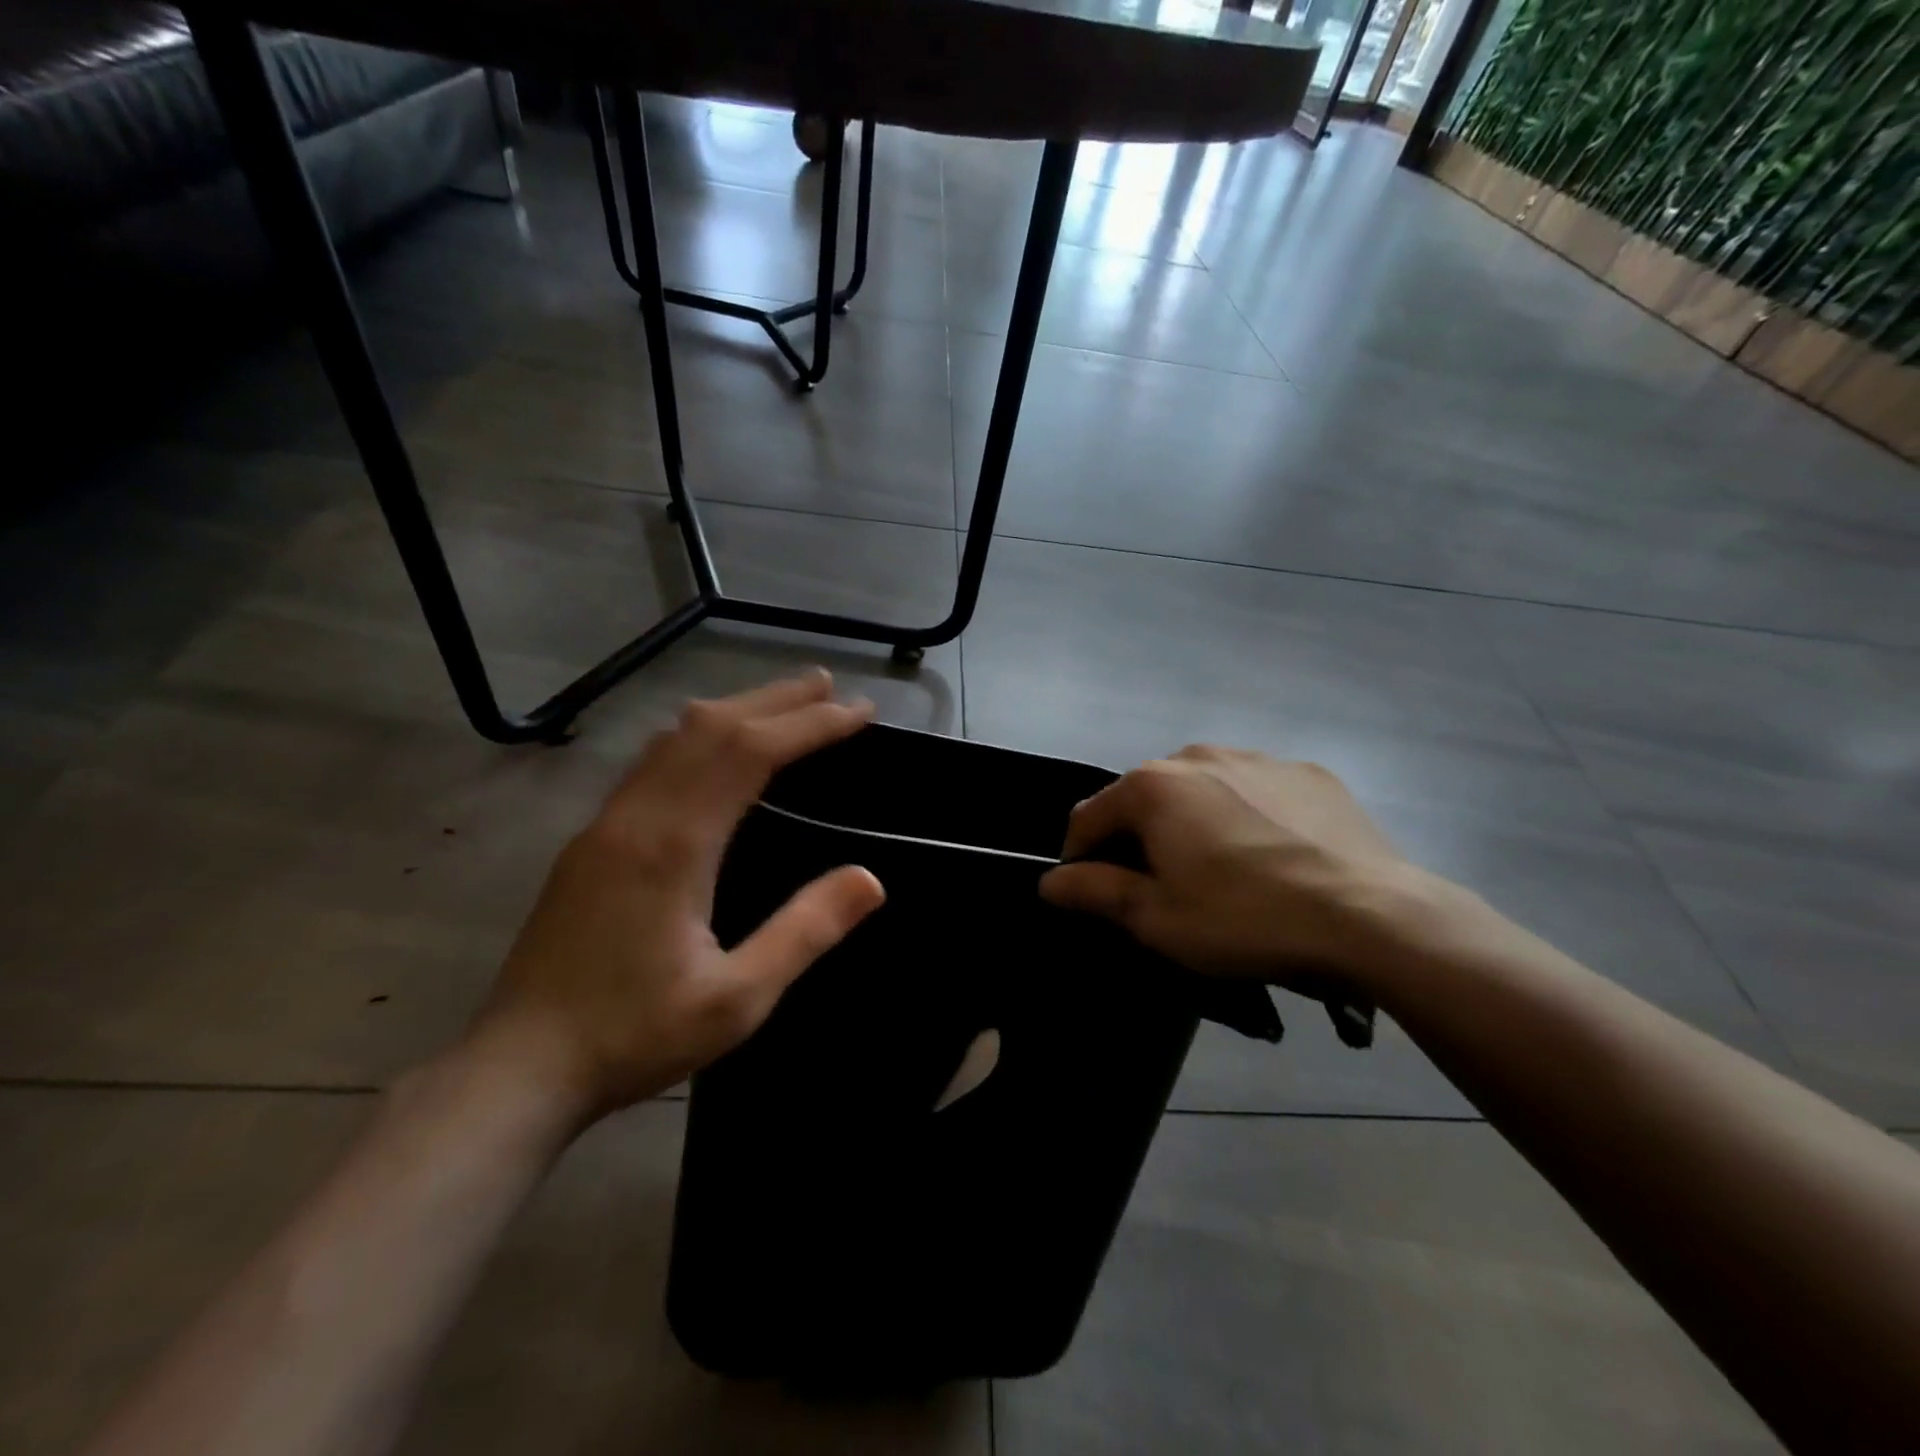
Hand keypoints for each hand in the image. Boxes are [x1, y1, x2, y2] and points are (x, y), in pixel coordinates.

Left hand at [466, 672, 885, 1124]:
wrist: (519, 1069)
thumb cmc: (634, 1035)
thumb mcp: (737, 999)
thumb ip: (805, 932)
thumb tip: (870, 879)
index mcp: (674, 845)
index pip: (750, 752)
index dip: (809, 724)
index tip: (856, 711)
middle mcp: (637, 816)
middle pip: (711, 728)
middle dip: (775, 699)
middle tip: (828, 685)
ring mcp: (606, 823)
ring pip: (675, 738)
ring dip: (734, 710)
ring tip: (782, 702)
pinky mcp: (591, 840)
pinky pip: (652, 761)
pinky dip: (698, 735)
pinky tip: (712, 749)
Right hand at [1039, 746, 1436, 989]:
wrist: (1372, 915)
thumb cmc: (1246, 918)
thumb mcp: (1158, 919)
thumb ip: (1095, 892)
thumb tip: (1048, 882)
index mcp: (1153, 786)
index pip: (1088, 817)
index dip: (1079, 859)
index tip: (1091, 895)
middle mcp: (1197, 755)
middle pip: (1145, 798)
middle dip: (1139, 839)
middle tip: (1160, 889)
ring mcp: (1257, 757)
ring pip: (1200, 790)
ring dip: (1192, 823)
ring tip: (1220, 872)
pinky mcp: (1308, 773)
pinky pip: (1254, 791)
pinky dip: (1245, 816)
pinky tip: (1271, 857)